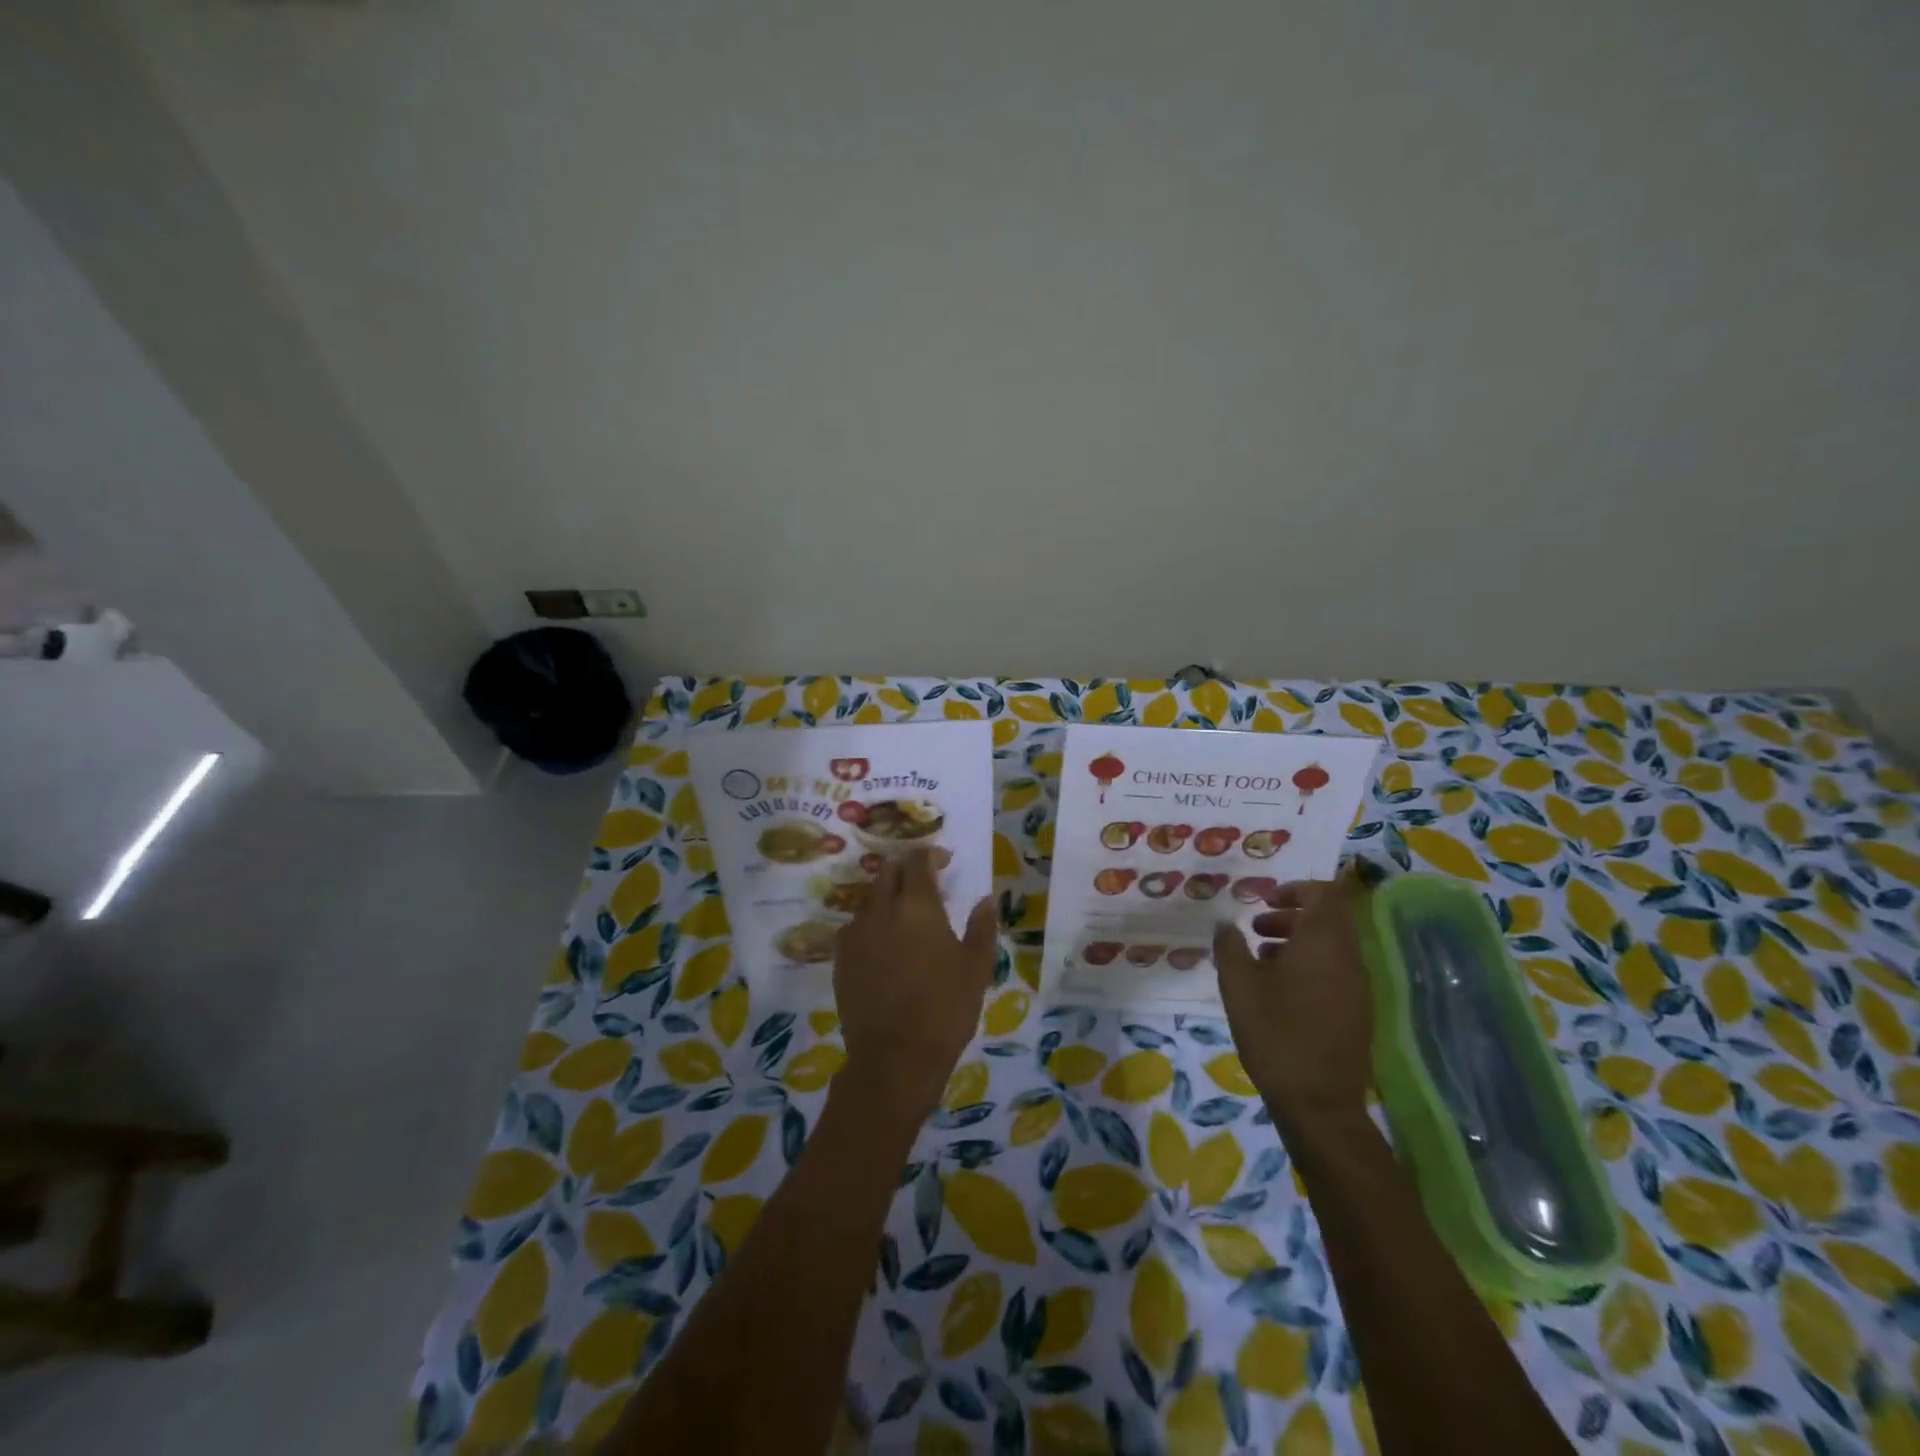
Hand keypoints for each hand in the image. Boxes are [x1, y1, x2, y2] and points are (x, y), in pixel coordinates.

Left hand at [833, 849, 998, 1124]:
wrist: (894, 1058)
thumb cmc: (945, 1010)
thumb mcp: (977, 969)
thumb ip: (982, 927)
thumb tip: (984, 899)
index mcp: (917, 906)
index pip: (917, 860)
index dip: (930, 854)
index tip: (944, 862)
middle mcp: (881, 910)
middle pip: (887, 872)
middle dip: (906, 870)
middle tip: (925, 885)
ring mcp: (855, 934)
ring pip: (869, 899)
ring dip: (887, 897)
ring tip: (904, 917)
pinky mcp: (840, 959)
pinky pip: (854, 927)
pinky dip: (870, 925)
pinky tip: (883, 945)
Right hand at [1213, 869, 1373, 1129]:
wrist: (1318, 1103)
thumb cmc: (1275, 1032)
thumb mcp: (1238, 984)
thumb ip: (1230, 946)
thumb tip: (1225, 922)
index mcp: (1324, 943)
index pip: (1328, 894)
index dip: (1298, 888)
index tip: (1267, 900)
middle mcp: (1348, 959)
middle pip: (1329, 919)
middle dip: (1292, 916)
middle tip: (1256, 928)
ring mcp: (1357, 988)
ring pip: (1331, 947)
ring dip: (1297, 942)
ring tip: (1260, 959)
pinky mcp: (1356, 1014)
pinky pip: (1334, 973)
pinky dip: (1308, 967)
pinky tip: (1277, 991)